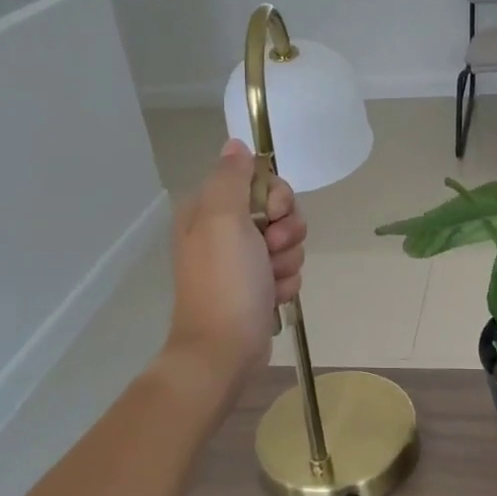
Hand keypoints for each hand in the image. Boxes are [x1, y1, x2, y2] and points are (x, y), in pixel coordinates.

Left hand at [163, 140, 305, 400]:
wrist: (223, 350)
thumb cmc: (225, 282)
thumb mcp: (223, 219)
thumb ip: (232, 178)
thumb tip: (236, 145)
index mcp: (208, 210)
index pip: (257, 179)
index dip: (275, 194)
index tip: (273, 214)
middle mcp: (223, 231)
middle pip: (277, 210)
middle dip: (286, 230)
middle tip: (272, 249)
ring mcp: (240, 261)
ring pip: (287, 241)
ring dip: (288, 259)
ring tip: (271, 281)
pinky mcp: (256, 286)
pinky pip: (287, 269)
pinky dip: (285, 282)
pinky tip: (273, 297)